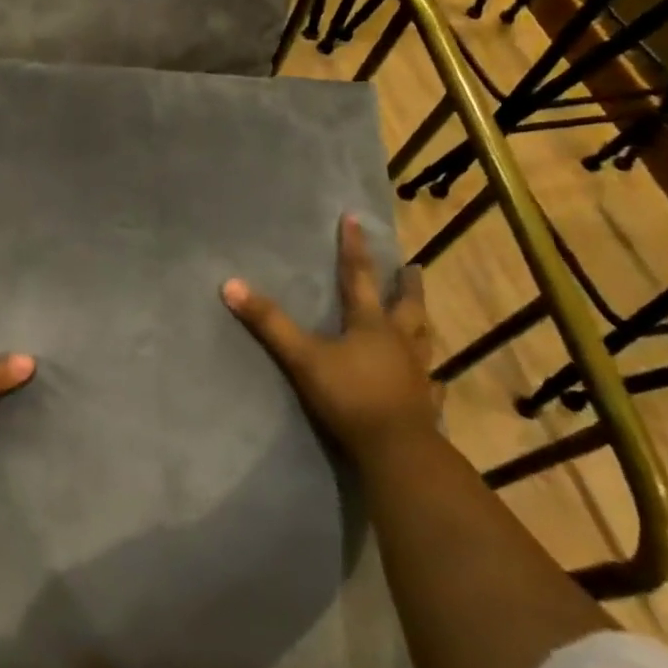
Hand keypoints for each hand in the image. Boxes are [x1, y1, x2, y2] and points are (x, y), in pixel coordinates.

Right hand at [222, 214, 433, 457]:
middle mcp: (398, 341)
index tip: (355, 218)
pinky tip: (436, 380)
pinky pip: (434, 385)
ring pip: (424, 339)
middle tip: (413, 267)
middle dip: (406, 284)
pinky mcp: (425, 403)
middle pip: (405, 305)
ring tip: (425, 315)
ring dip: (422, 323)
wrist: (395, 449)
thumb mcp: (302, 357)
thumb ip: (269, 322)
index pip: (358, 276)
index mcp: (370, 324)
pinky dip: (434, 379)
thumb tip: (230, 284)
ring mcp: (417, 373)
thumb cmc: (349, 396)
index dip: (354, 247)